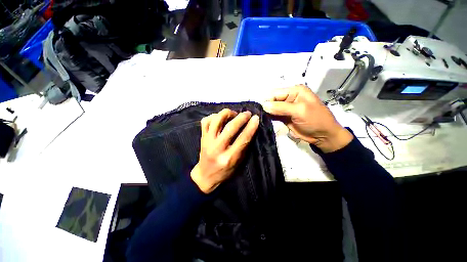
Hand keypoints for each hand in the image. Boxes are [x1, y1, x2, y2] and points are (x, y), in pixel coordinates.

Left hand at [191, 109, 259, 193]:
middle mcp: (217, 148)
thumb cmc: (225, 171)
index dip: (251, 127)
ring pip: (216, 120)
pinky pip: (206, 121)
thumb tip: (251, 128)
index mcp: (229, 158)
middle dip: (241, 117)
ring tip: (234, 114)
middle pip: (230, 127)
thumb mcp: (238, 163)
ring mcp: (207, 142)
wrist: (205, 176)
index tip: (256, 118)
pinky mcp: (202, 137)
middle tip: (248, 114)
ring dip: (227, 113)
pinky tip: (220, 118)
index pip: (242, 139)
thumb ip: (243, 147)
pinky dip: (214, 116)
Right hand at [262, 84, 352, 152]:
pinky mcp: (287, 118)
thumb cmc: (316, 120)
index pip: (276, 93)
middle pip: (273, 100)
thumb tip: (263, 105)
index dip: (267, 100)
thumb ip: (281, 107)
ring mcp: (288, 108)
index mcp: (296, 90)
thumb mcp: (300, 111)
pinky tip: (263, 121)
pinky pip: (275, 116)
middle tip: (256, 116)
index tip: (258, 110)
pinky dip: (270, 118)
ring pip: (273, 108)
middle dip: (266, 107)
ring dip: (267, 113)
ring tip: (258, 119)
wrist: (325, 136)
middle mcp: (291, 97)